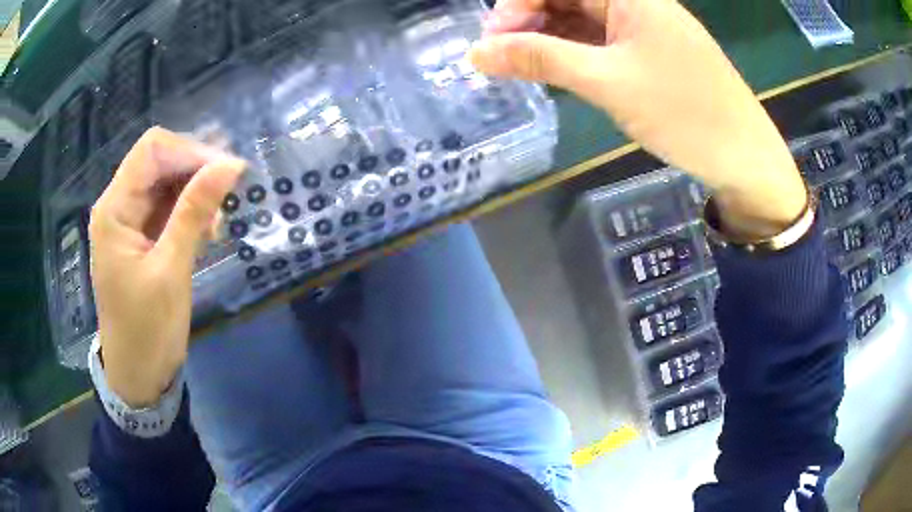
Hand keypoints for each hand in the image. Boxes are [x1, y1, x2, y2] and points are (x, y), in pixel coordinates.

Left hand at [89, 127, 244, 406]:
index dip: (191, 151)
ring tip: (217, 222)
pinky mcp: (140, 237)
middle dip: (196, 169)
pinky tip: (206, 231)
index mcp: (115, 209)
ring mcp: (129, 221)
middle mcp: (118, 205)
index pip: (152, 149)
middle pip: (159, 161)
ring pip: (166, 182)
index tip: (227, 172)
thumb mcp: (171, 270)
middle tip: (228, 194)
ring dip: (195, 192)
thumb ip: (194, 212)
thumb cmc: (147, 329)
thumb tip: (230, 164)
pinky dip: (189, 211)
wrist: (138, 374)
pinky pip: (166, 206)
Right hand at [471, 0, 807, 238]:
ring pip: (582, 19)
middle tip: (503, 56)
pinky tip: (557, 70)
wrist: (744, 156)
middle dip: (529, 20)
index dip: (517, 4)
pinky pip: (601, 41)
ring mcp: (644, 27)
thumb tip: (478, 52)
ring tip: (523, 66)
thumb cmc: (684, 112)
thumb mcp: (607, 81)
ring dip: (549, 38)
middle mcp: (635, 2)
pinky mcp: (649, 51)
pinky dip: (575, 52)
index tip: (493, 41)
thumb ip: (541, 58)